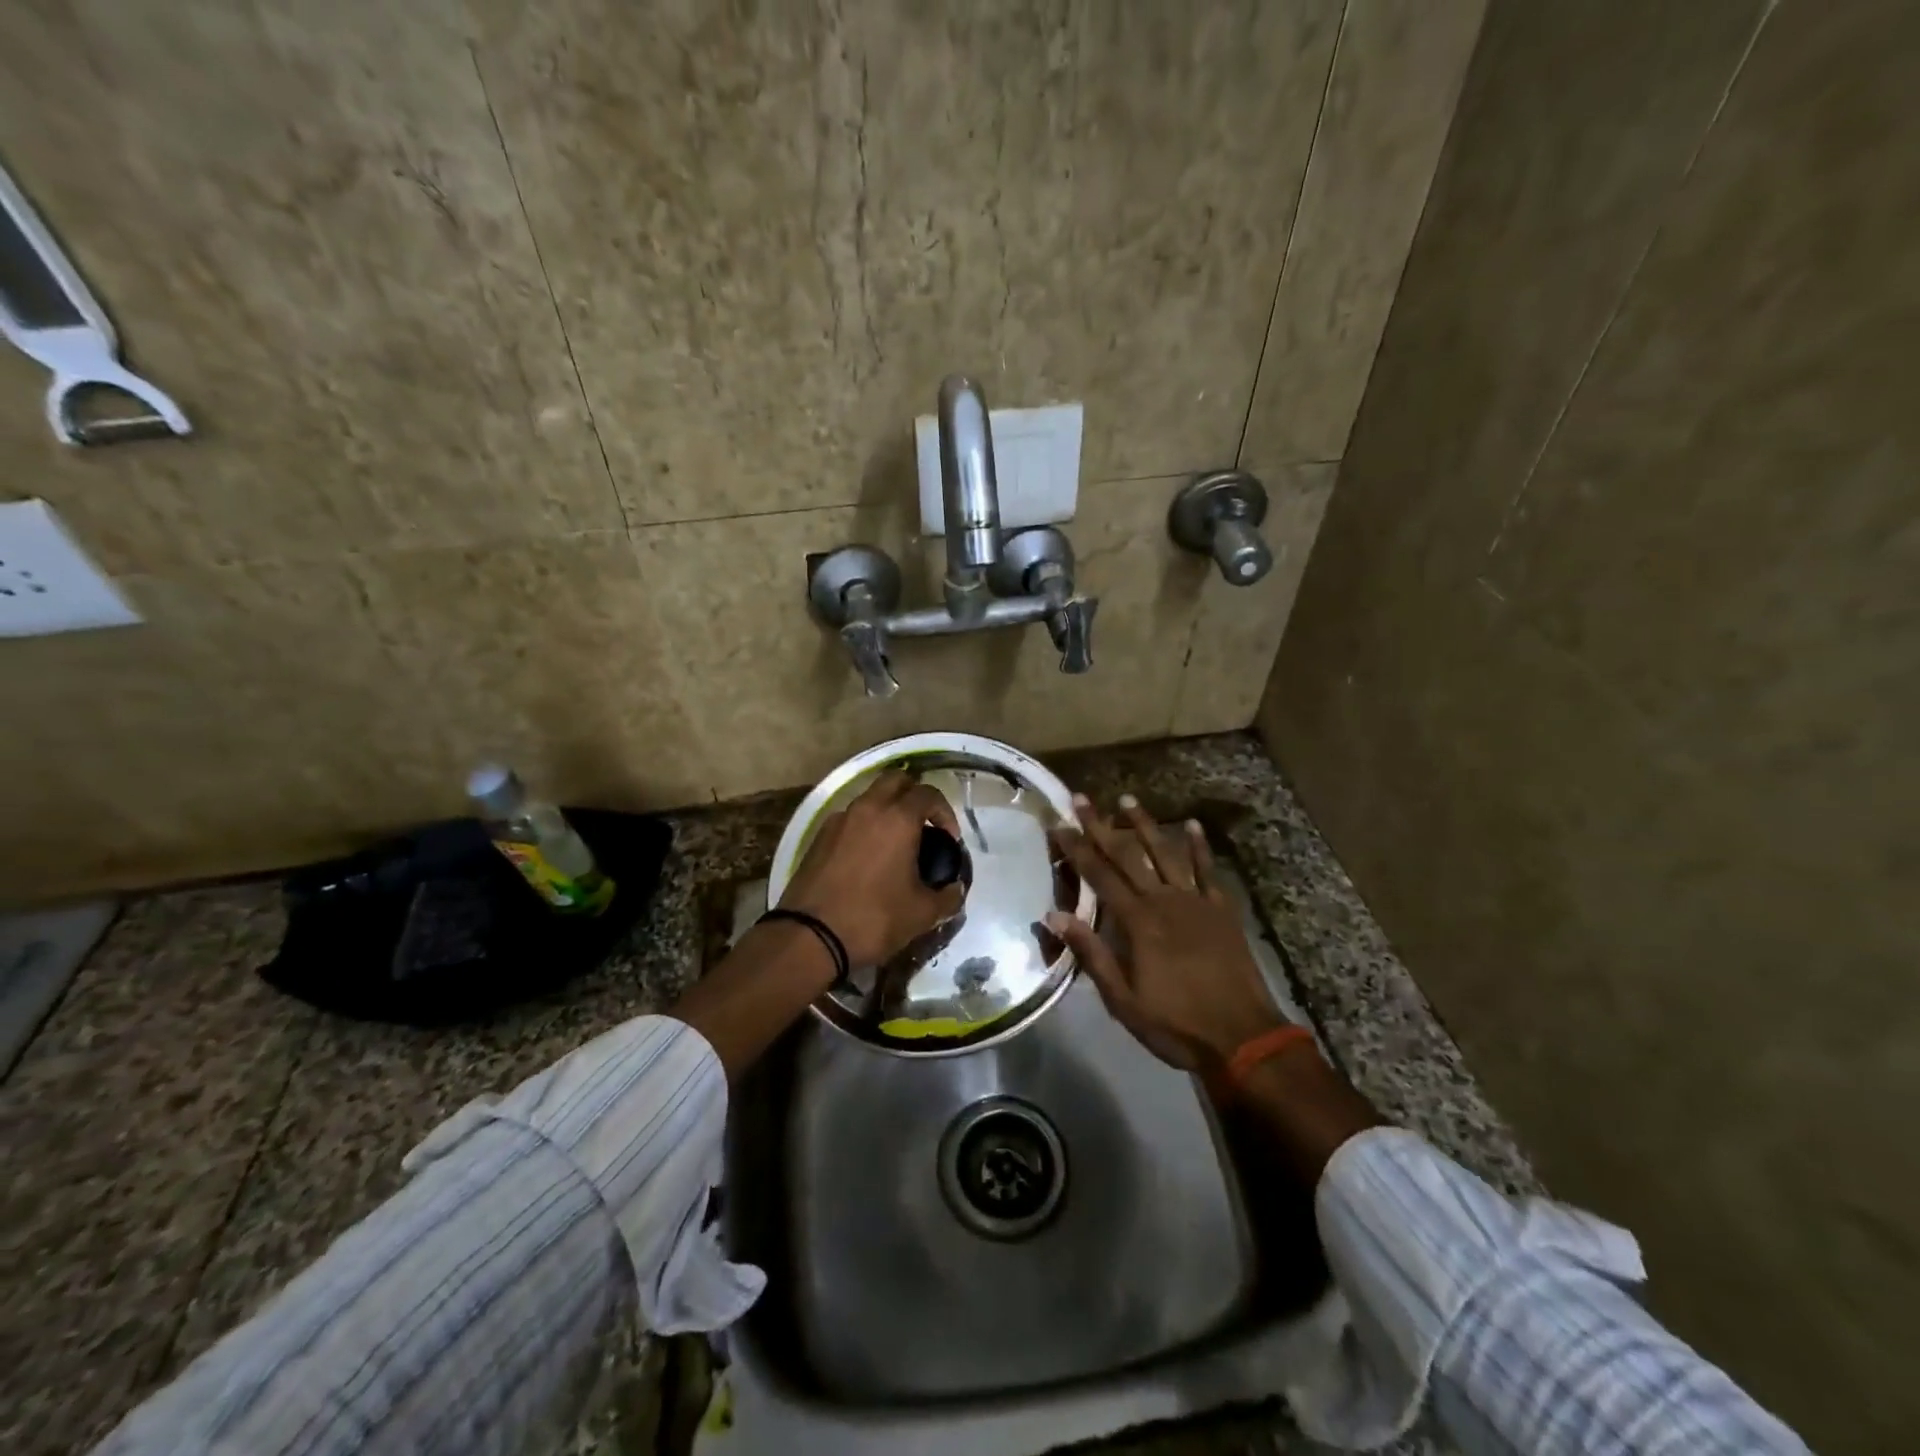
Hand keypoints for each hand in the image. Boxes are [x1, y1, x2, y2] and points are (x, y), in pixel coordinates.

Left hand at [779, 769, 965, 966]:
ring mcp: (839, 820)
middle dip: (914, 795)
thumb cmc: (873, 919)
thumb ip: (947, 897)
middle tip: (924, 825)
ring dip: (887, 810)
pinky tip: (868, 858)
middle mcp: (867, 808)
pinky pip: (849, 819)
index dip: (945, 812)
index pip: (928, 793)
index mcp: (897, 819)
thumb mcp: (921, 914)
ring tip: (896, 844)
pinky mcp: (818, 837)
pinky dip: (864, 827)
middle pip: (896, 780)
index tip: (949, 839)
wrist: (809, 937)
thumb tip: (956, 890)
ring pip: (869, 798)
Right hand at [1047, 793, 1288, 1072]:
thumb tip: (1054, 916)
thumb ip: (1091, 954)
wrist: (1243, 1037)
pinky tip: (1192, 825)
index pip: (1099, 876)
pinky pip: (1208, 871)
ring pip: (1166, 853)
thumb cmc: (1176, 1023)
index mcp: (1137, 922)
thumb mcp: (1123, 999)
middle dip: (1101, 826)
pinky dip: (1199, 847)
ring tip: (1127, 799)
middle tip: (1082, 799)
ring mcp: (1196, 902)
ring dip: (1145, 825)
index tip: (1059, 824)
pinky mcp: (1222, 910)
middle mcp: (1164, 901)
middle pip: (1127, 856)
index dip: (1077, 849)